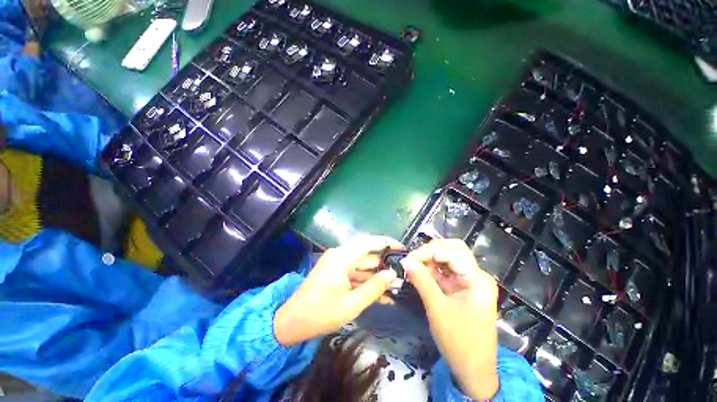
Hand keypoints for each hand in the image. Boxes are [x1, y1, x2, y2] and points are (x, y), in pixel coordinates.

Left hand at [274, 236, 403, 345]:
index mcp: (342, 257)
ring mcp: (338, 264)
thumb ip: (374, 287)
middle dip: (384, 265)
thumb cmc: (320, 313)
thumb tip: (392, 274)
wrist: (291, 323)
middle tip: (402, 275)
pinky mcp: (336, 273)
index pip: (368, 242)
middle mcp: (340, 255)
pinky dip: (367, 282)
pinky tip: (382, 295)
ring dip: (377, 276)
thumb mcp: (351, 304)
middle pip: (367, 255)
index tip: (402, 249)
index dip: (387, 243)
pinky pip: (355, 274)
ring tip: (396, 288)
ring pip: (363, 266)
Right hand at [402, 239, 498, 399]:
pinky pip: (445, 269)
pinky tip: (420, 272)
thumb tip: (405, 260)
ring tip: (414, 265)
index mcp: (478, 280)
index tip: (408, 259)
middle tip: (412, 259)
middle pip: (453, 249)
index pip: (452, 252)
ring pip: (448, 256)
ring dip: (430, 258)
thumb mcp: (438, 310)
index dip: (429, 252)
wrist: (474, 370)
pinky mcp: (461, 286)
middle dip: (431, 250)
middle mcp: (476, 275)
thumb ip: (422, 281)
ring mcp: (469, 280)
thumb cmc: (460, 342)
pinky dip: (432, 268)